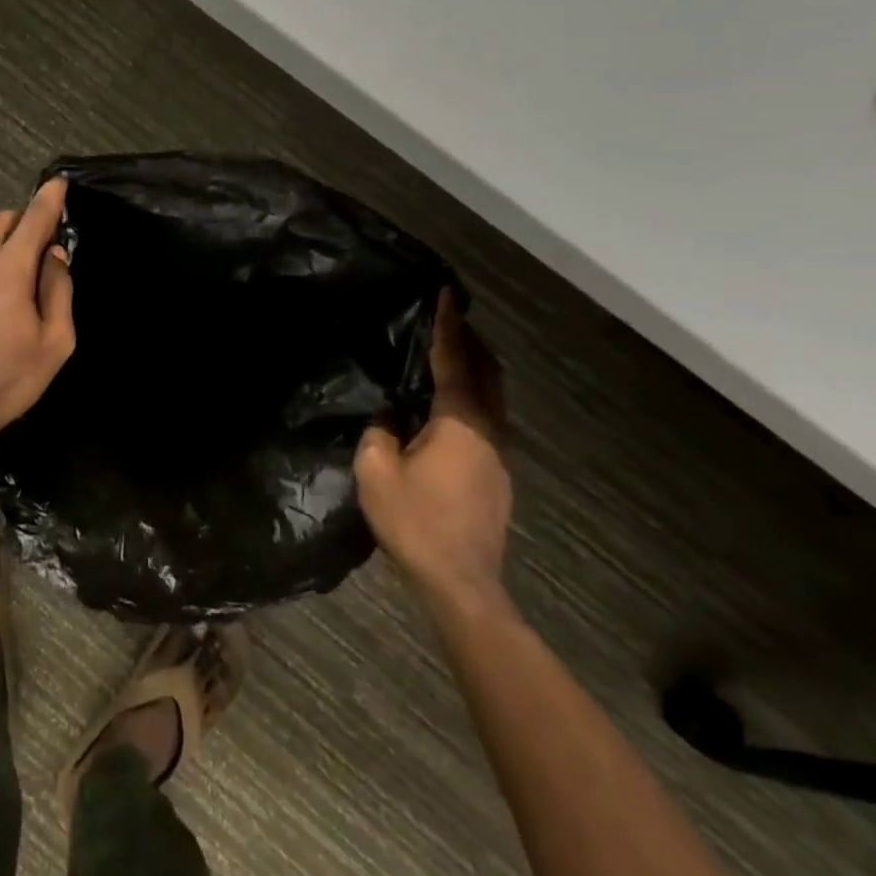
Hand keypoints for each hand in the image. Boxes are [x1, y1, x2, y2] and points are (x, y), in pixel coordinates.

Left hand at [0, 178, 75, 444]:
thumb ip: (58, 291)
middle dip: (23, 228)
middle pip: (0, 223)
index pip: (33, 219)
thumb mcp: (54, 343)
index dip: (49, 199)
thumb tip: (54, 255)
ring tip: (7, 295)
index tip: (59, 183)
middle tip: (38, 260)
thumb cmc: (6, 381)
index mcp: (6, 270)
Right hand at [355, 289, 510, 605]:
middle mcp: (488, 430)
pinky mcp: (498, 476)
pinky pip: (488, 420)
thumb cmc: (416, 521)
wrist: (461, 581)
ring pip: (493, 398)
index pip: (455, 361)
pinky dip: (474, 398)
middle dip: (472, 342)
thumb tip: (389, 418)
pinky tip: (451, 409)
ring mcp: (499, 455)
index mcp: (459, 422)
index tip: (447, 294)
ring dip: (476, 370)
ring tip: (453, 356)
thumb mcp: (376, 472)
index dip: (448, 326)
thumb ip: (378, 434)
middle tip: (452, 319)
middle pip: (488, 373)